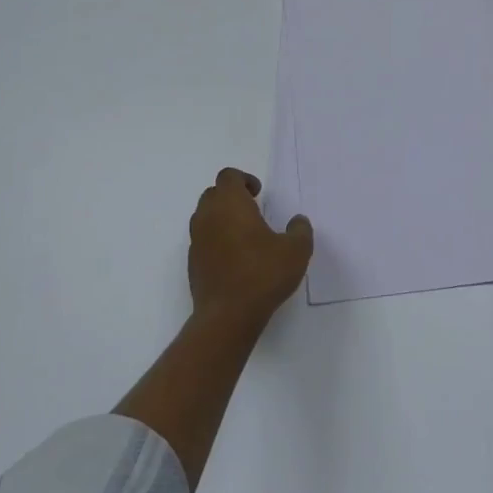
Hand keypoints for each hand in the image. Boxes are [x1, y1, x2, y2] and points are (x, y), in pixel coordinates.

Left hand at [188, 168, 312, 326]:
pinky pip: (202, 240)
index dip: (244, 179)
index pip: (228, 176)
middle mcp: (208, 216)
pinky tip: (234, 257)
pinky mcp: (193, 263)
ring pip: (204, 216)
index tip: (258, 193)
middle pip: (213, 193)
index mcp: (230, 204)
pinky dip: (215, 239)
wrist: (227, 316)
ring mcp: (197, 240)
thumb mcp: (296, 250)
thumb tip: (298, 220)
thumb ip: (300, 230)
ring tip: (244, 234)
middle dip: (231, 196)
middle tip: (252, 209)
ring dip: (221, 217)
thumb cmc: (262, 274)